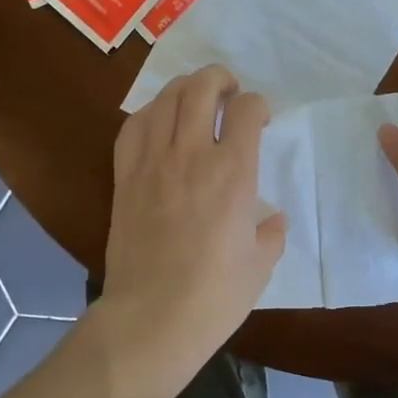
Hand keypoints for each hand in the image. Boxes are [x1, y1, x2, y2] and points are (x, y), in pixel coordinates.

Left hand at [98, 66, 285, 381]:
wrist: (151, 319)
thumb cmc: (214, 296)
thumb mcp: (261, 265)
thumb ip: (271, 233)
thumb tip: (272, 219)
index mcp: (234, 172)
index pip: (247, 109)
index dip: (258, 105)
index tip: (260, 120)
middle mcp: (192, 154)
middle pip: (202, 87)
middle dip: (220, 78)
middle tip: (229, 93)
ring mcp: (153, 162)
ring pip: (166, 98)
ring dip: (185, 88)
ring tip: (195, 99)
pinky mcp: (125, 177)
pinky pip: (133, 127)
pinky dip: (150, 113)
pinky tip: (158, 122)